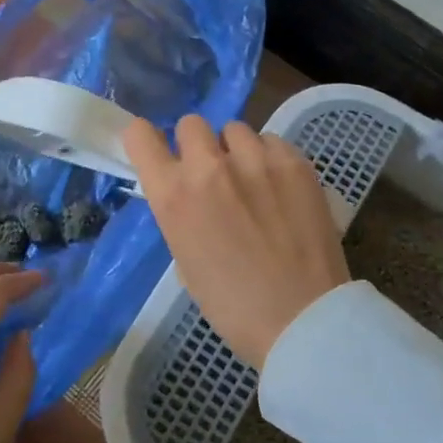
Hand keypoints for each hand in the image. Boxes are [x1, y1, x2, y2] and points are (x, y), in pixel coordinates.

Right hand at [123, 115, 349, 368]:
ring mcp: (256, 159)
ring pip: (235, 130)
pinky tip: (281, 189)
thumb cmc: (233, 306)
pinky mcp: (295, 162)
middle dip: (196, 145)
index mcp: (173, 195)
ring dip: (236, 150)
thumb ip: (181, 216)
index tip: (156, 152)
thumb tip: (191, 197)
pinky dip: (270, 159)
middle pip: (191, 124)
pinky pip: (272, 142)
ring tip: (253, 182)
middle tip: (212, 175)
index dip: (145, 141)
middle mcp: (209, 166)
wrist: (302, 318)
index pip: (140, 136)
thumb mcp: (186, 262)